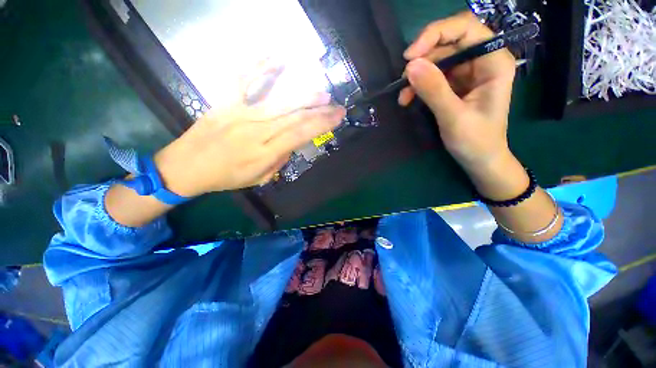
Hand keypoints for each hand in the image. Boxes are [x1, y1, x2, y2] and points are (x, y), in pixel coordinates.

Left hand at [154, 60, 345, 196]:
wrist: (186, 166)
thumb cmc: (225, 177)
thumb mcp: (258, 179)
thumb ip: (279, 161)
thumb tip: (290, 144)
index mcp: (265, 152)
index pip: (301, 134)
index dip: (322, 124)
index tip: (338, 117)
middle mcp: (256, 130)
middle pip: (295, 116)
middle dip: (320, 110)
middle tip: (338, 106)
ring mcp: (240, 113)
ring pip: (279, 100)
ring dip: (304, 95)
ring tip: (323, 92)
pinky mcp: (226, 102)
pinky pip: (244, 80)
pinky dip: (260, 66)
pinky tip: (277, 56)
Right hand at [399, 11, 515, 174]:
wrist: (479, 160)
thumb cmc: (475, 141)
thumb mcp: (454, 117)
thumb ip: (434, 90)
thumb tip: (410, 66)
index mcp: (493, 62)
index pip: (465, 28)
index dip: (436, 34)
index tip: (410, 56)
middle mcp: (482, 61)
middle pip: (448, 43)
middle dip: (422, 60)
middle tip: (403, 81)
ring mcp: (468, 73)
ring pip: (437, 61)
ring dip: (416, 76)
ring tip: (403, 97)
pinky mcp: (455, 85)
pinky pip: (433, 76)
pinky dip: (418, 86)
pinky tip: (408, 99)